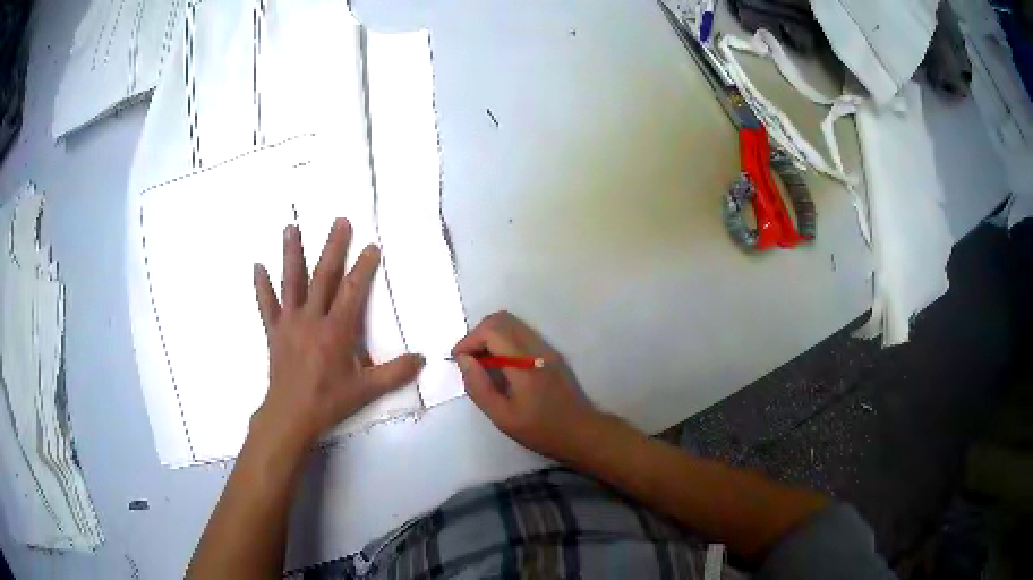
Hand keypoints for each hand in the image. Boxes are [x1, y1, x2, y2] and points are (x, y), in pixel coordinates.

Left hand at [251, 219, 424, 448]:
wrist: (290, 416)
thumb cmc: (329, 401)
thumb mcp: (366, 390)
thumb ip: (395, 373)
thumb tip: (422, 358)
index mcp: (336, 330)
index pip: (352, 291)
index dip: (363, 268)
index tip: (371, 246)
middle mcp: (312, 319)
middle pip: (322, 276)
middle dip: (333, 247)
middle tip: (339, 221)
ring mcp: (289, 323)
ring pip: (291, 282)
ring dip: (292, 253)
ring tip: (291, 226)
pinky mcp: (274, 332)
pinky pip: (267, 305)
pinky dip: (261, 285)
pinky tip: (257, 265)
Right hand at [452, 311, 604, 462]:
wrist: (582, 433)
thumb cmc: (541, 430)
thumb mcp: (502, 417)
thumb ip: (479, 387)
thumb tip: (463, 360)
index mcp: (524, 364)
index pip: (491, 330)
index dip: (468, 340)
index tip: (458, 361)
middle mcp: (537, 348)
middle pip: (501, 319)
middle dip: (477, 335)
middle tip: (468, 361)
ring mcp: (546, 349)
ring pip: (512, 324)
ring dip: (490, 337)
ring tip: (481, 364)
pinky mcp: (551, 354)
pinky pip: (521, 335)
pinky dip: (503, 342)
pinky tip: (500, 367)